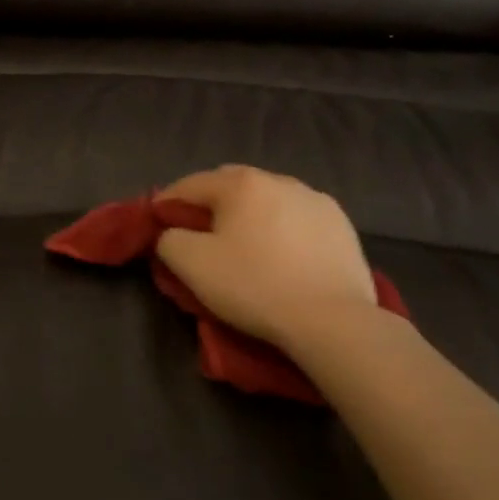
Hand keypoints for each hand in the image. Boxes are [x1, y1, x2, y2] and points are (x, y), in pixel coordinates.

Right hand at [156, 165, 377, 351]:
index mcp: (241, 184)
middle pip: (231, 184)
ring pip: (268, 198)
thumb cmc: (255, 286)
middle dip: (210, 202)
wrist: (332, 319)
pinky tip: (282, 252)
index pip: (191, 184)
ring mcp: (315, 199)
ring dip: (250, 212)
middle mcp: (279, 180)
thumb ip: (170, 240)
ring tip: (244, 240)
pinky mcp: (340, 223)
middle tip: (198, 230)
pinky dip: (282, 227)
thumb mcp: (193, 266)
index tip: (157, 220)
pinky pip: (298, 217)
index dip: (168, 201)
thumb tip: (172, 233)